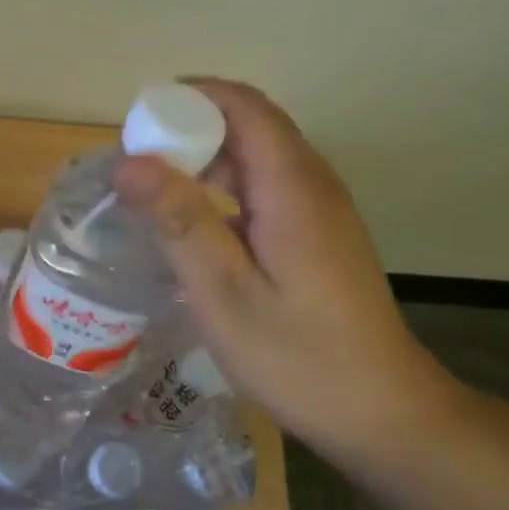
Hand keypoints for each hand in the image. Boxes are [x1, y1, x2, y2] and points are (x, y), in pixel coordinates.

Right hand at [114, 79, 468, 463]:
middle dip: (190, 129)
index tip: (137, 125)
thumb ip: (179, 221)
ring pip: (258, 157)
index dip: (188, 99)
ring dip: (205, 162)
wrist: (380, 410)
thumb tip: (128, 162)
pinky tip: (196, 229)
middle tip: (134, 167)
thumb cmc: (296, 356)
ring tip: (153, 194)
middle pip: (251, 126)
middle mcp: (313, 184)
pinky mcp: (319, 235)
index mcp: (293, 188)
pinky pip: (267, 188)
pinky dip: (225, 190)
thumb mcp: (224, 293)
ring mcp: (321, 210)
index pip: (243, 106)